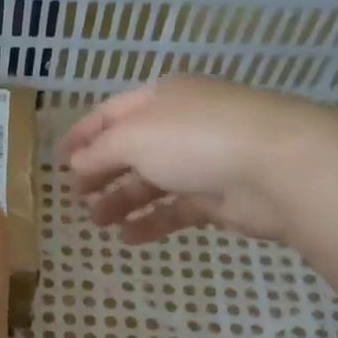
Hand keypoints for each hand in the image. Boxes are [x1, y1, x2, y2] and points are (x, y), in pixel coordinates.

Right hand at [58, 77, 337, 245]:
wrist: (279, 167)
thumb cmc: (196, 139)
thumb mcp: (133, 138)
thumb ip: (99, 152)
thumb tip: (76, 163)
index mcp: (160, 99)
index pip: (110, 114)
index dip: (82, 135)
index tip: (57, 163)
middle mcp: (180, 126)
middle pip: (130, 150)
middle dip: (100, 172)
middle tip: (76, 198)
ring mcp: (201, 162)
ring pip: (151, 182)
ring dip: (121, 201)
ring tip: (97, 222)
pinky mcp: (219, 197)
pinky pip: (175, 210)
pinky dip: (151, 223)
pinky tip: (128, 238)